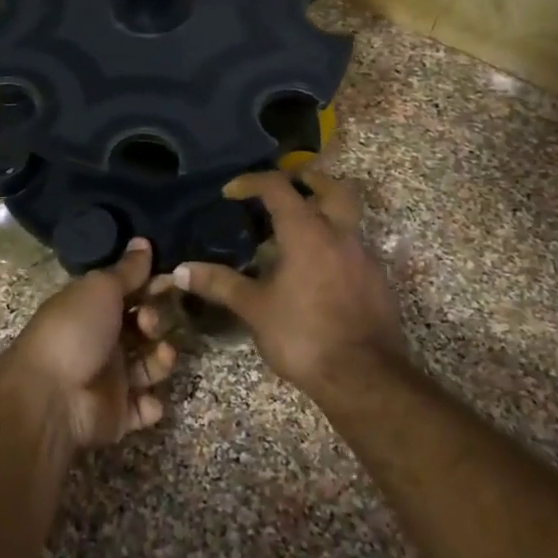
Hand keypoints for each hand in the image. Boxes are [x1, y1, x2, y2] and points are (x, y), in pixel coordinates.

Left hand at [3, 238, 178, 449]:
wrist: (51, 397)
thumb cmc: (75, 331)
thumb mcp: (100, 289)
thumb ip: (127, 270)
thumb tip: (143, 240)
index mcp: (92, 308)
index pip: (129, 293)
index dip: (150, 286)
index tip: (173, 280)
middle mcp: (101, 340)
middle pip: (141, 328)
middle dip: (155, 322)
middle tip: (150, 324)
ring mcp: (110, 379)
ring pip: (148, 366)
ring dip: (161, 360)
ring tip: (162, 356)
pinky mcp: (117, 414)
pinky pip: (143, 408)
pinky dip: (151, 404)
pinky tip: (150, 398)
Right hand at [172, 170, 405, 393]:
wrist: (364, 377)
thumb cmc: (303, 335)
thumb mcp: (254, 308)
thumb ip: (219, 284)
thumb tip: (180, 270)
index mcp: (307, 232)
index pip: (278, 188)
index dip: (252, 182)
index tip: (230, 192)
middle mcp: (339, 234)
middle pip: (332, 188)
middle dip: (308, 180)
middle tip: (286, 186)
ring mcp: (363, 257)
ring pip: (347, 217)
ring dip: (324, 212)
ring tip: (296, 231)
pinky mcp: (377, 281)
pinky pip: (354, 247)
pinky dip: (334, 244)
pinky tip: (316, 269)